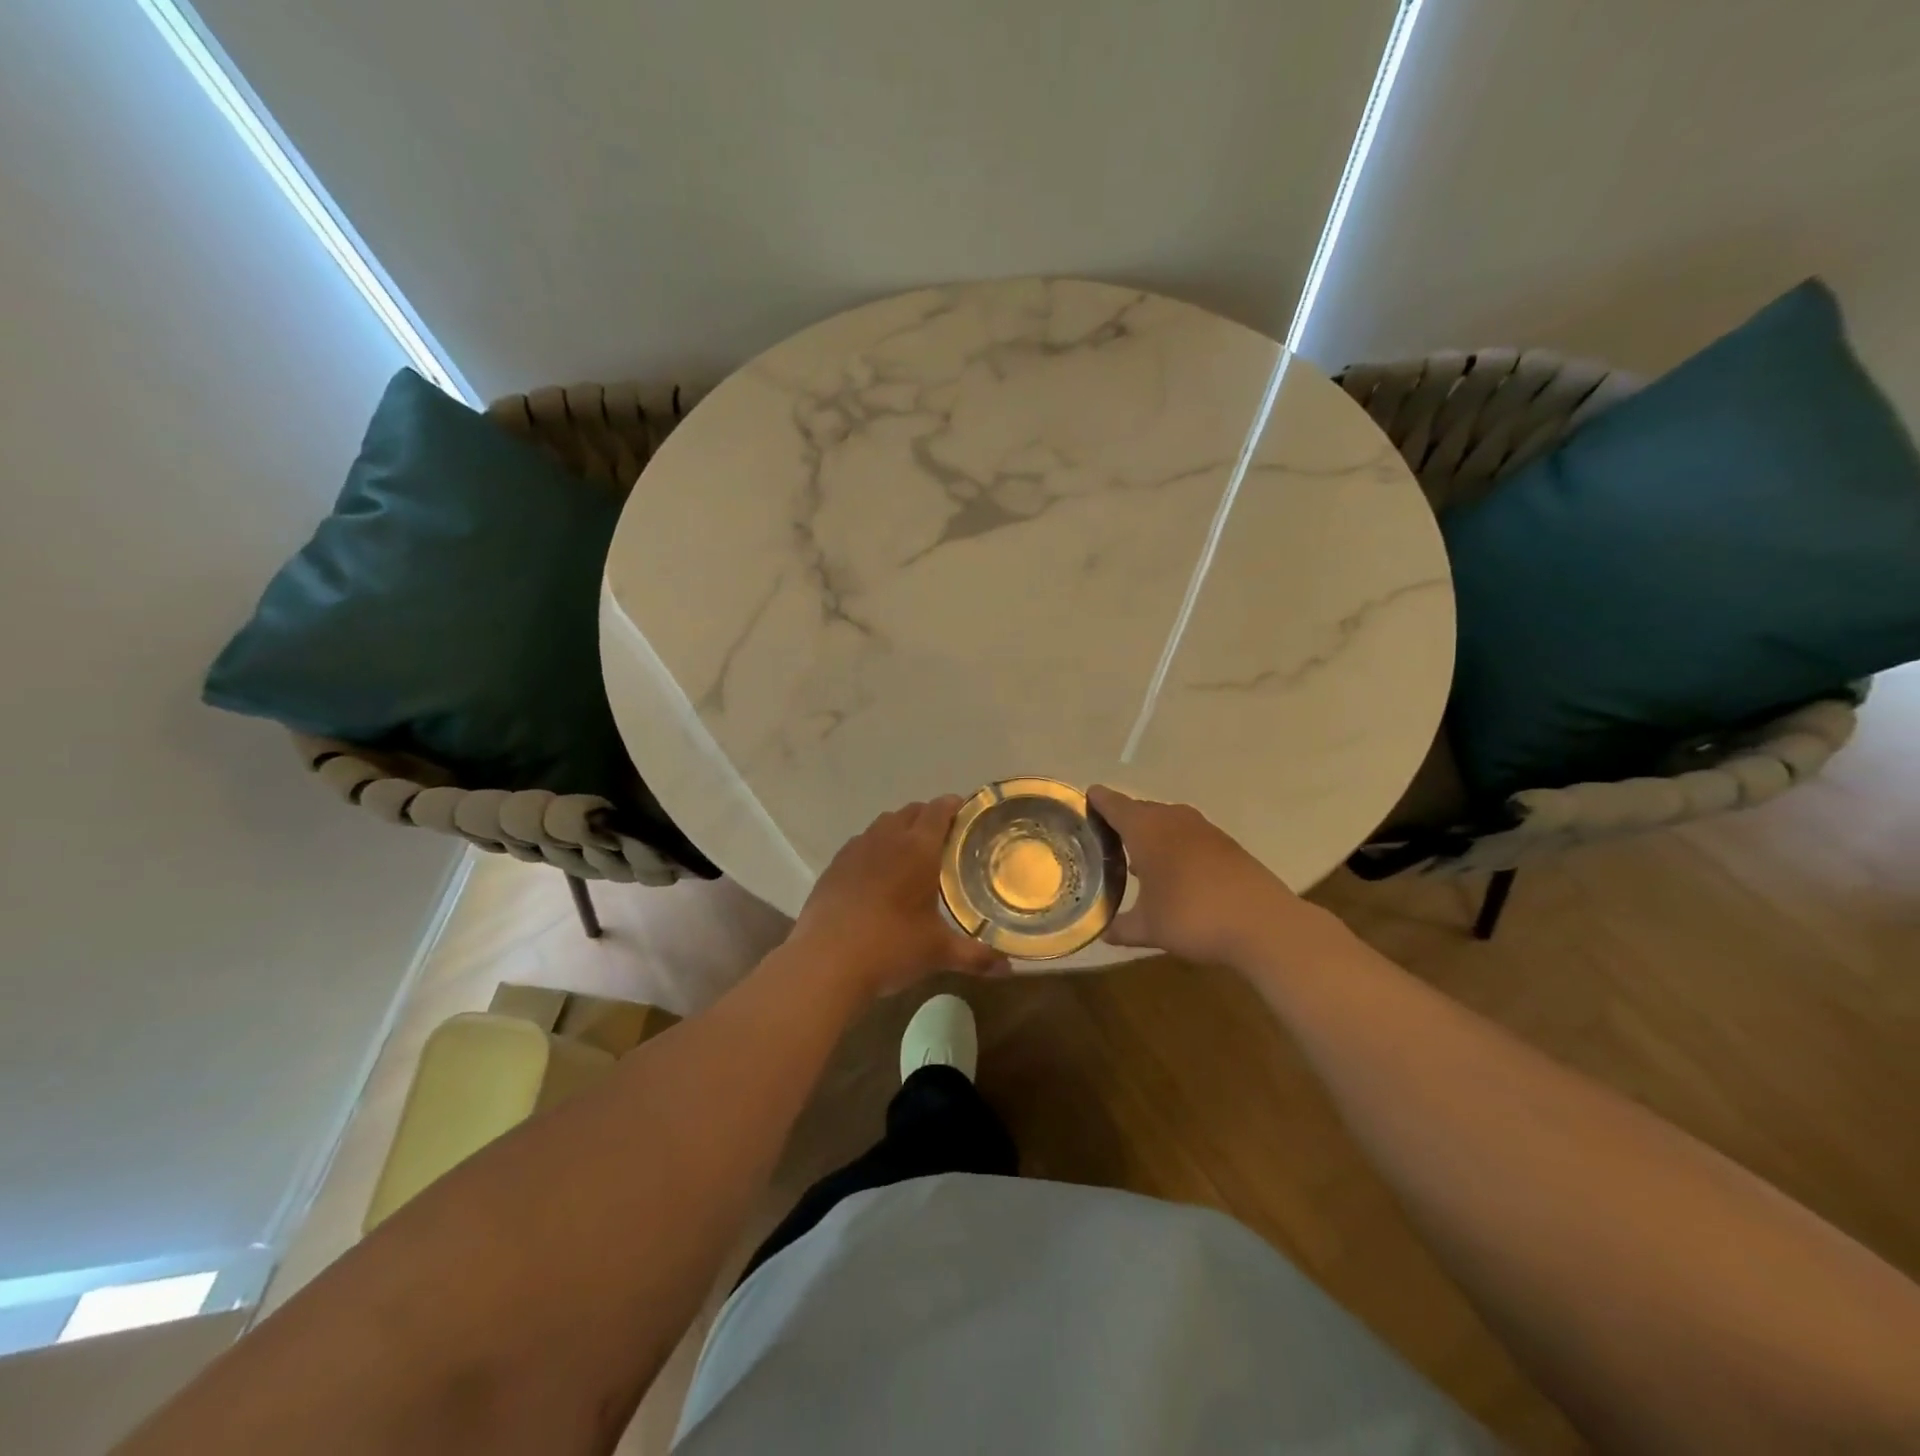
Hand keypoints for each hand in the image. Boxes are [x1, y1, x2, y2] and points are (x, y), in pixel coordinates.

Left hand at [790, 796, 1008, 996]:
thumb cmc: (890, 947)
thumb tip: (1009, 968)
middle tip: (946, 840)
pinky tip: (878, 876)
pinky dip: (875, 849)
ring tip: (912, 856)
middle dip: (929, 818)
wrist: (825, 962)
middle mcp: (886, 839)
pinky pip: (861, 844)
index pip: (939, 809)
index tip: (967, 814)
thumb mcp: (937, 953)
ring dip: (900, 830)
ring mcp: (855, 850)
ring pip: (883, 824)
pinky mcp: (834, 866)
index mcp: (917, 848)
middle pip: (911, 812)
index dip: (954, 806)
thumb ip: (976, 956)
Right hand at [1089, 785, 1324, 968]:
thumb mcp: (1149, 928)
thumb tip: (1103, 932)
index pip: (1113, 803)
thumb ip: (1121, 926)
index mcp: (1146, 828)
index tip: (1084, 802)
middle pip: (1139, 809)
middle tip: (1102, 839)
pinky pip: (1188, 835)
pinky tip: (1172, 871)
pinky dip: (1174, 845)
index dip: (1097, 801)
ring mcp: (1203, 829)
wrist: (1263, 924)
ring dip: (1150, 834)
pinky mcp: (1226, 844)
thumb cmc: (1193, 917)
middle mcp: (1172, 819)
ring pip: (1166, 822)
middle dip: (1121, 821)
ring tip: (1133, 857)